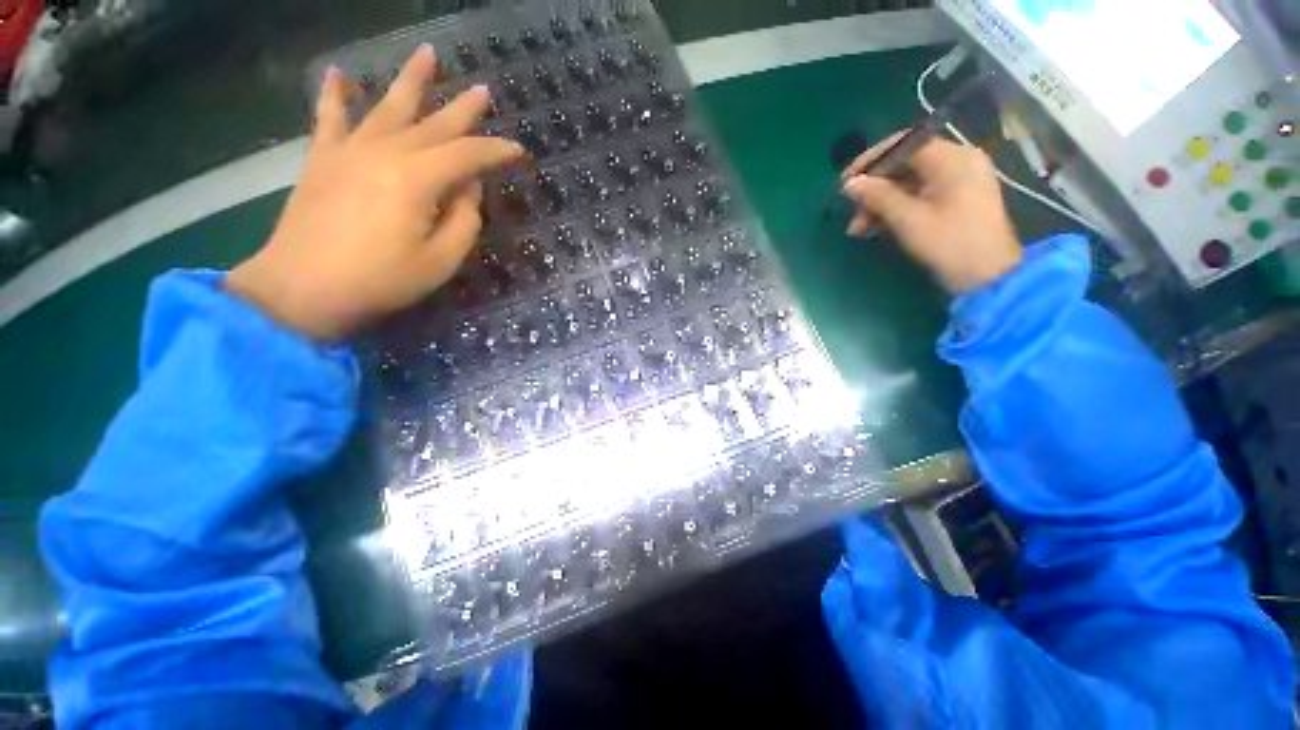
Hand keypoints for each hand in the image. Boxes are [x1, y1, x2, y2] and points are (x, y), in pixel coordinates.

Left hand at [226, 46, 525, 339]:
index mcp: (417, 179)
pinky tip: (340, 74)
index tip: (519, 152)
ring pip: (388, 106)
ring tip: (428, 55)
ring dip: (411, 80)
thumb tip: (468, 188)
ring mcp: (349, 150)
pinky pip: (330, 118)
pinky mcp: (322, 159)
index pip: (468, 155)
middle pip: (433, 123)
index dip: (497, 152)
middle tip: (484, 91)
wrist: (302, 289)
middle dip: (463, 108)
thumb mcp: (440, 261)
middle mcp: (385, 152)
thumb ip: (463, 221)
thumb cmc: (381, 281)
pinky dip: (334, 94)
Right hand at [841, 133, 1021, 293]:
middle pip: (905, 165)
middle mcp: (958, 160)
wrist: (988, 276)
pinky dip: (897, 208)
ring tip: (858, 229)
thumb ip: (878, 197)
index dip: (870, 161)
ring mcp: (960, 180)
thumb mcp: (908, 219)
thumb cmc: (948, 243)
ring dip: (881, 203)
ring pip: (909, 182)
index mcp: (951, 158)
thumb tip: (850, 183)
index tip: (845, 182)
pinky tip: (877, 228)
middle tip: (851, 214)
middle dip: (874, 189)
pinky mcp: (958, 198)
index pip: (903, 144)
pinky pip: (920, 194)